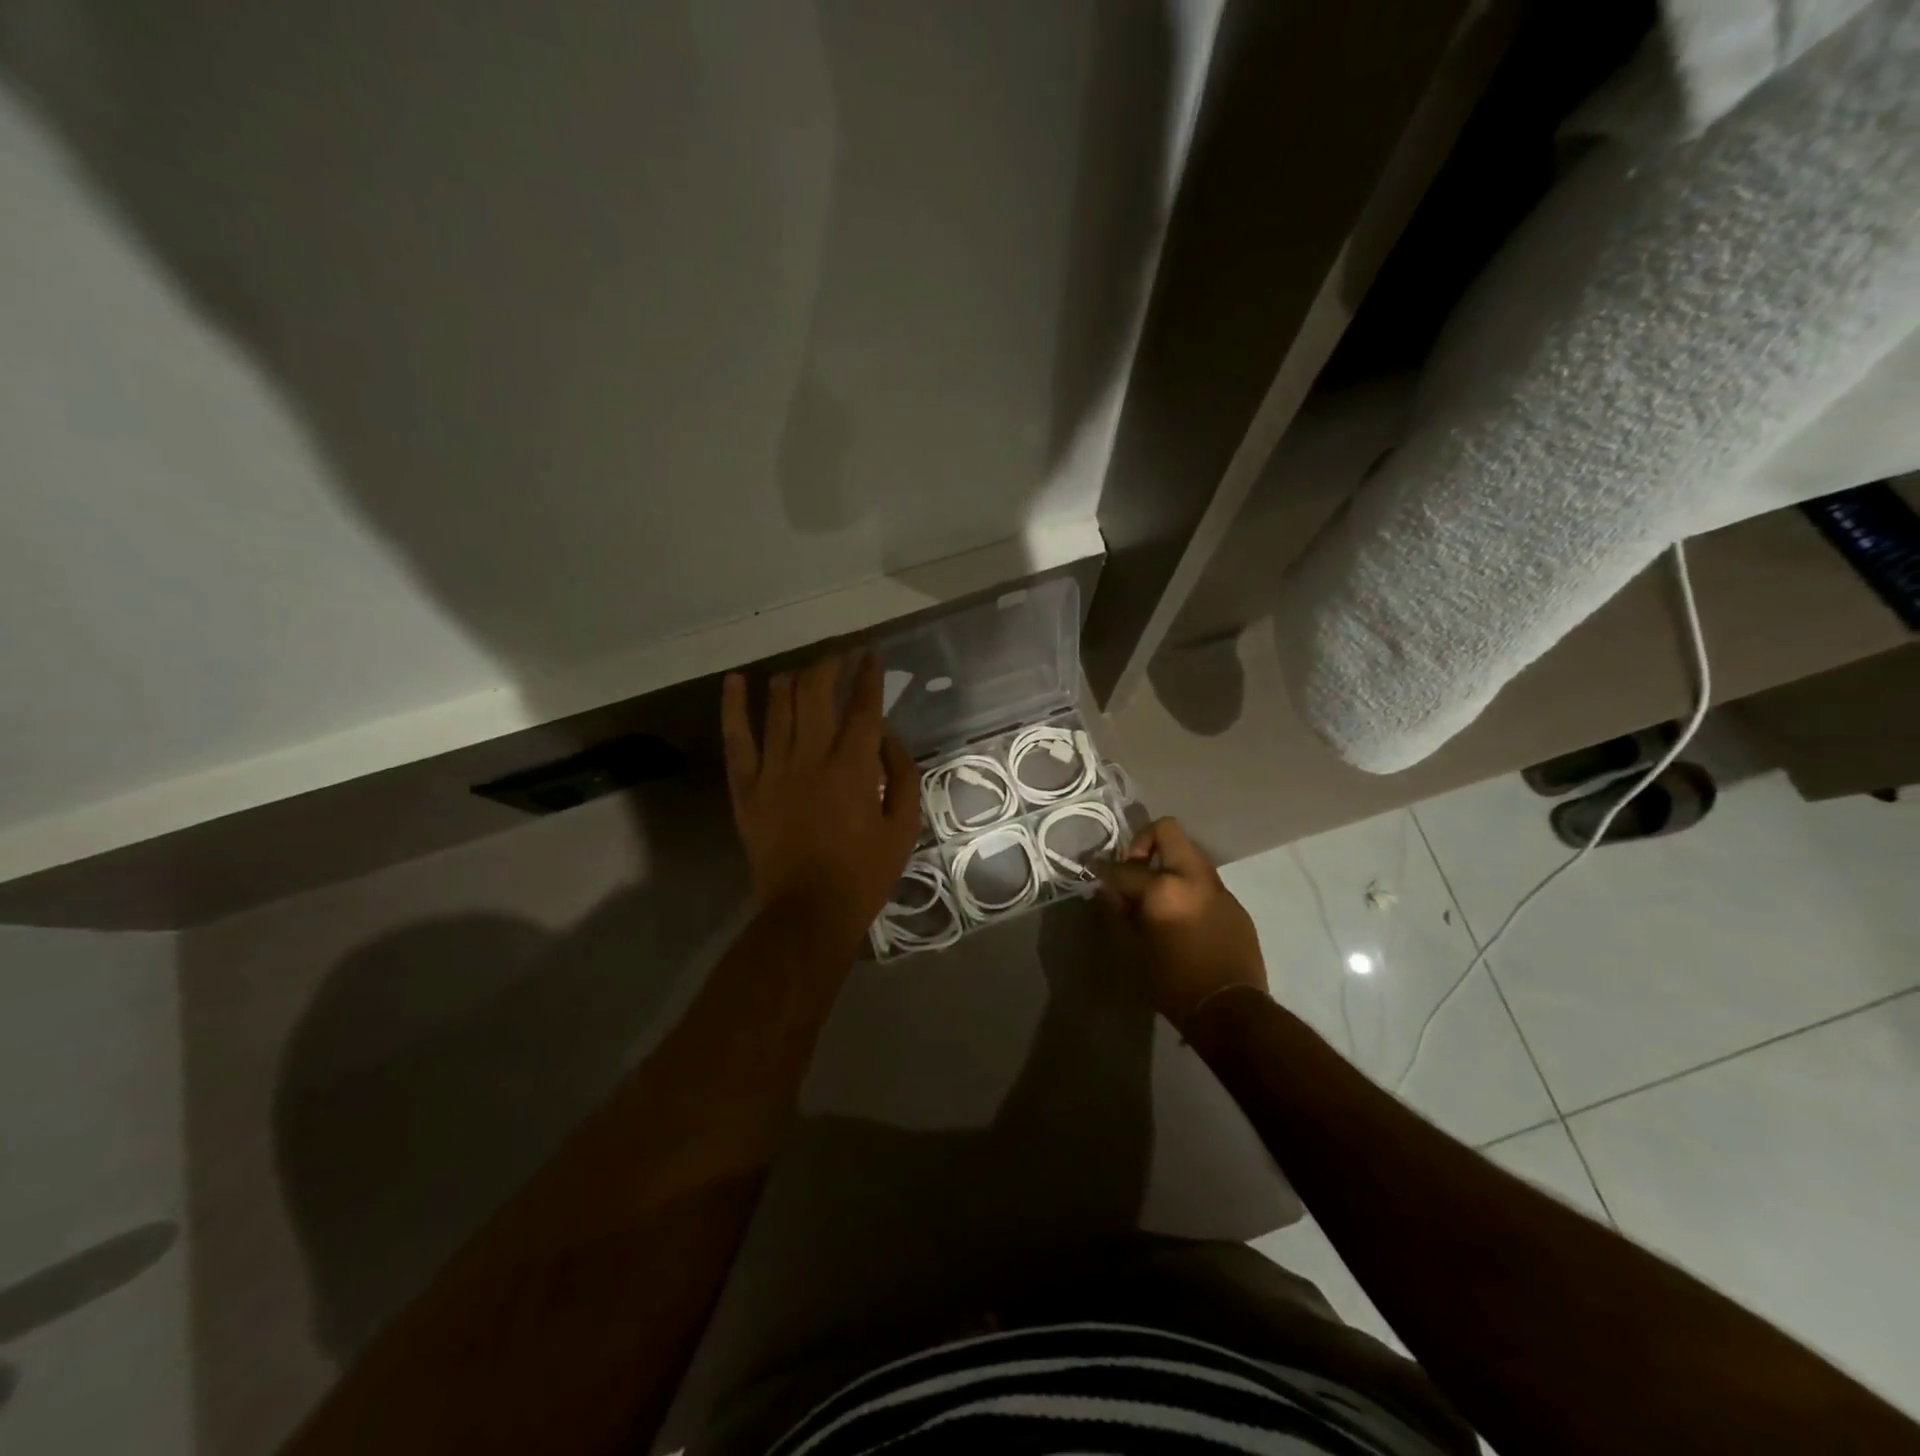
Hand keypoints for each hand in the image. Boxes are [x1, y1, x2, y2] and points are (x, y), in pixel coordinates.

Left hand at [721, 652, 921, 943]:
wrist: (808, 912)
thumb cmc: (864, 873)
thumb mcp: (904, 826)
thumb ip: (900, 774)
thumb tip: (885, 737)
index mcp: (853, 768)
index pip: (863, 706)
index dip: (868, 675)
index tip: (871, 655)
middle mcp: (810, 757)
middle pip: (815, 693)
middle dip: (829, 664)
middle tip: (840, 654)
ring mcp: (772, 770)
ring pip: (777, 706)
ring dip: (792, 678)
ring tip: (804, 670)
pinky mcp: (746, 788)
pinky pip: (736, 739)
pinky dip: (733, 706)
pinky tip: (735, 681)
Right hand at [1095, 817, 1266, 1028]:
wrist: (1229, 1009)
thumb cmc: (1173, 983)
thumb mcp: (1134, 948)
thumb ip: (1120, 911)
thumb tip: (1110, 890)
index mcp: (1163, 889)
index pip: (1124, 868)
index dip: (1103, 868)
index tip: (1092, 868)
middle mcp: (1193, 878)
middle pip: (1167, 830)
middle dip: (1144, 842)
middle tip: (1134, 869)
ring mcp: (1218, 887)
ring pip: (1189, 854)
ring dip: (1168, 863)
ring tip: (1156, 893)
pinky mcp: (1234, 903)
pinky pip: (1204, 881)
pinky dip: (1187, 886)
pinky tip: (1181, 915)